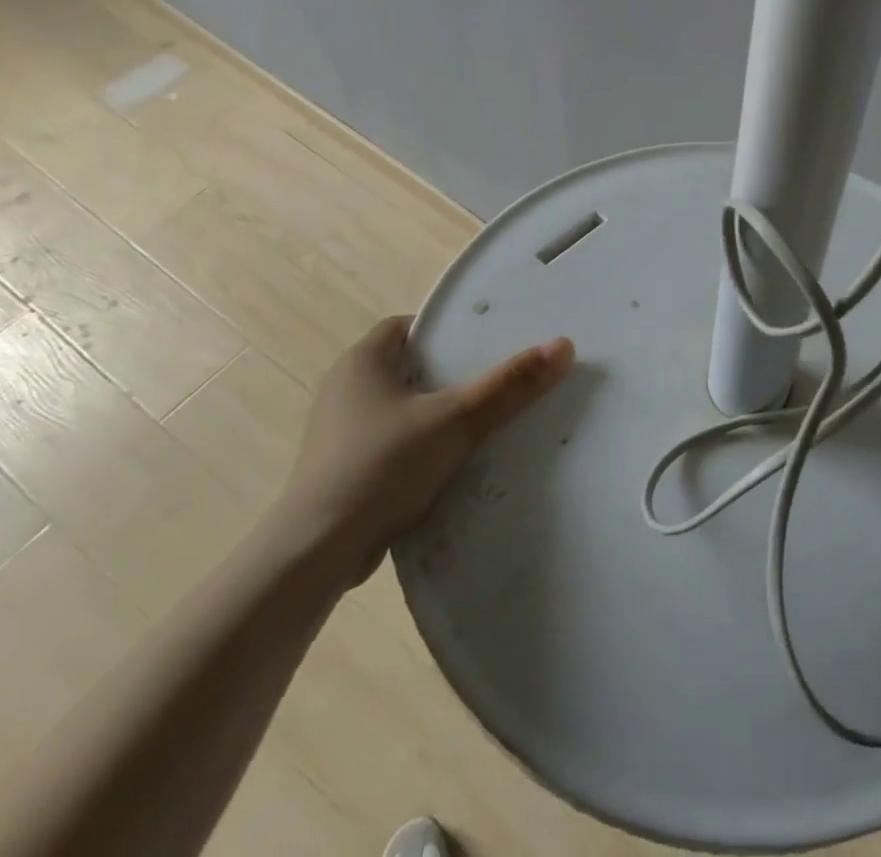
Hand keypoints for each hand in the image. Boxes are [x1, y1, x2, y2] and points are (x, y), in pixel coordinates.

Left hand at [275, 315, 572, 584]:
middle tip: (495, 381)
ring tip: (483, 422)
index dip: (448, 331)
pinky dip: (419, 447)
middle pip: (410, 367)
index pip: (410, 327)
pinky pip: (392, 442)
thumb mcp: (456, 419)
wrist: (316, 553)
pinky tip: (450, 464)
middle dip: (450, 374)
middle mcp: (345, 387)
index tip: (486, 344)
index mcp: (363, 360)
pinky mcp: (342, 469)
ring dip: (436, 414)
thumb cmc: (382, 465)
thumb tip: (564, 346)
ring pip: (402, 408)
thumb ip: (509, 385)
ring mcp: (339, 431)